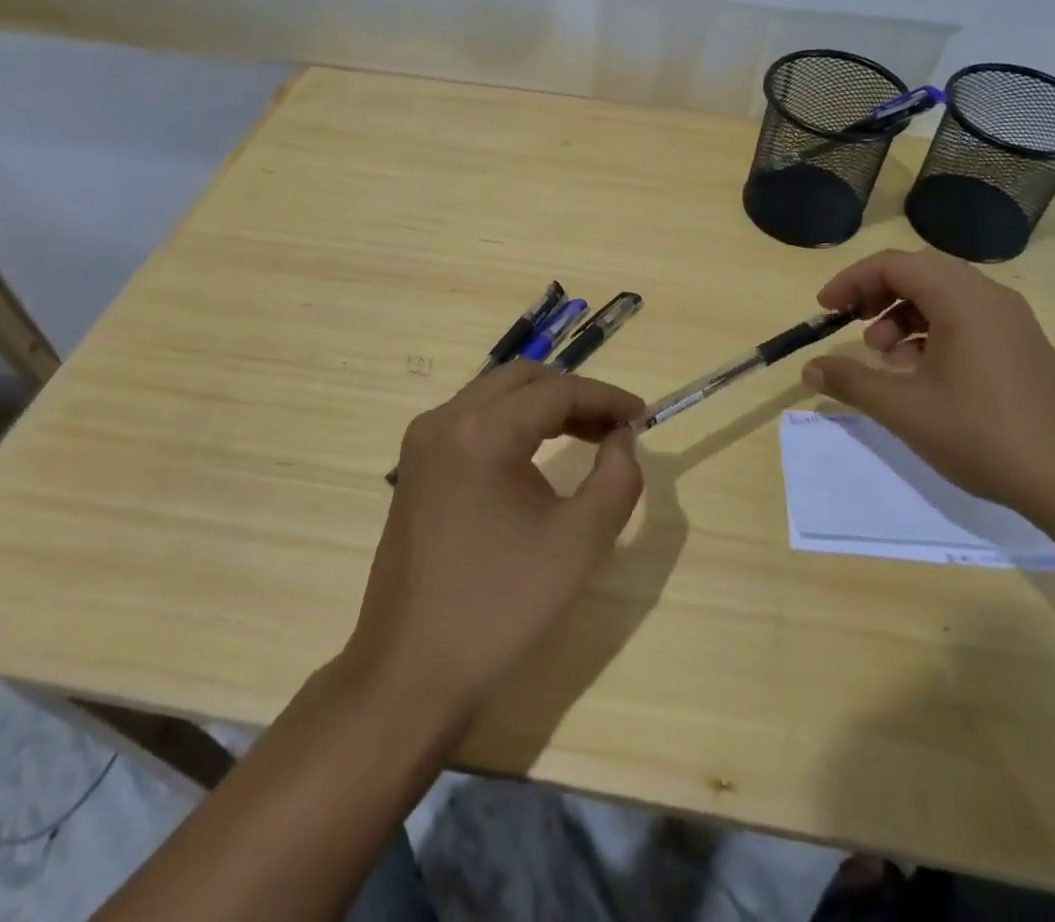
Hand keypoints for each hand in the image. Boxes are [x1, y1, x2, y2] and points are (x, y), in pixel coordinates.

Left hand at [347, 363, 645, 727]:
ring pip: (495, 395)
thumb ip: (617, 477)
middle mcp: (443, 420)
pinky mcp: (415, 467)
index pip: (556, 391)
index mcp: (480, 432)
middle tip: (614, 426)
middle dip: (574, 394)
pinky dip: (513, 423)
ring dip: (543, 405)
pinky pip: (472, 421)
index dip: (605, 397)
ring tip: (587, 436)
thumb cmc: (501, 607)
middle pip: (522, 379)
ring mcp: (422, 443)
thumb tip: (620, 437)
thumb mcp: (580, 542)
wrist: (411, 674)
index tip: (642, 415)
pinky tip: (538, 454)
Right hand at [801, 248, 1054, 520]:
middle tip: (850, 324)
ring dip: (904, 315)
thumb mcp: (905, 410)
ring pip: (944, 297)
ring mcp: (1013, 322)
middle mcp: (990, 298)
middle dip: (877, 294)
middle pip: (920, 273)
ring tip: (885, 357)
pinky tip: (921, 374)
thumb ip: (851, 382)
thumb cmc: (985, 435)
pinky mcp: (1024, 347)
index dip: (852, 281)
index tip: (825, 309)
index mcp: (963, 299)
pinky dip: (933, 333)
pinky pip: (967, 320)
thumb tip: (810, 368)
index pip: (895, 264)